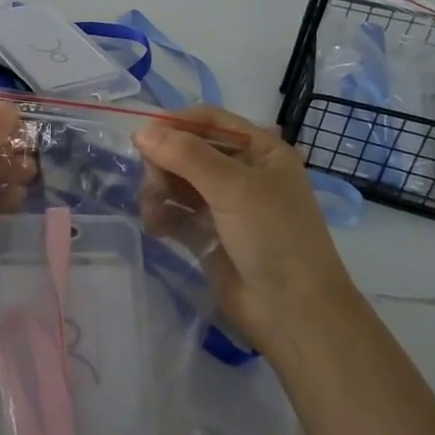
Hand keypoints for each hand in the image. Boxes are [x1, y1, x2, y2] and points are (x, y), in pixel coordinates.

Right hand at [135, 105, 355, 355]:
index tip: (143, 137)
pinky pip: (175, 212)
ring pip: (177, 181)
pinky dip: (161, 214)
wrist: (293, 314)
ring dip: (158, 189)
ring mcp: (224, 205)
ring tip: (152, 210)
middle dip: (164, 162)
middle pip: (188, 150)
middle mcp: (242, 172)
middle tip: (153, 184)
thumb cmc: (274, 237)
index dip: (176, 123)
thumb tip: (140, 131)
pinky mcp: (208, 235)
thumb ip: (186, 155)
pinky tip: (155, 226)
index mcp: (260, 151)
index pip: (210, 120)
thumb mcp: (233, 188)